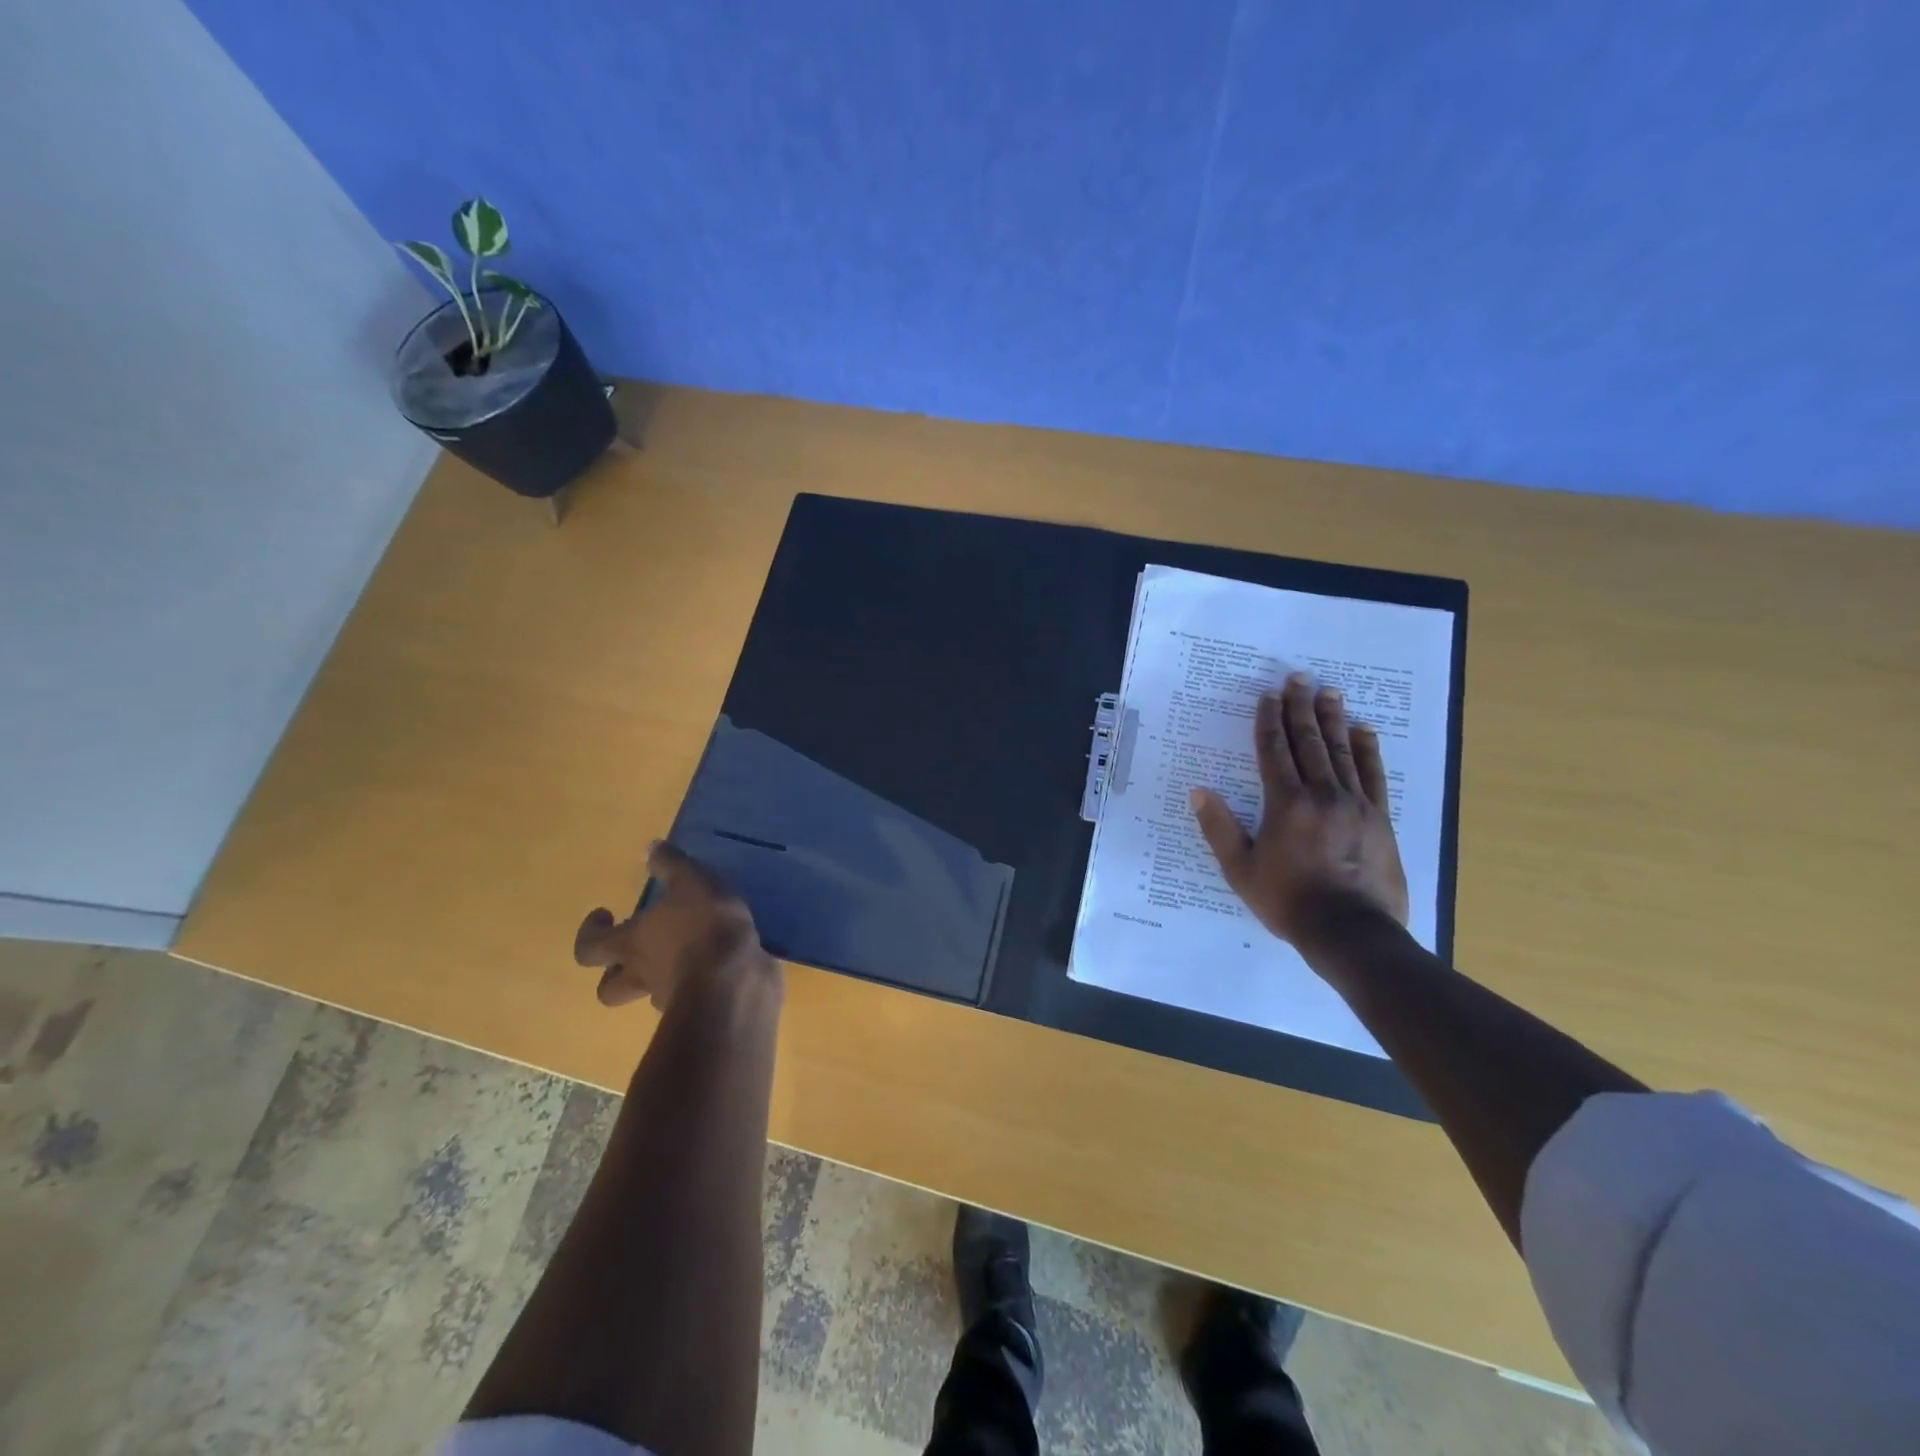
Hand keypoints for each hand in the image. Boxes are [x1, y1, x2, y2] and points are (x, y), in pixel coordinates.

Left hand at [573, 841, 769, 1010]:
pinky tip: (715, 966)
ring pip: (649, 993)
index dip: (589, 933)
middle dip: (613, 972)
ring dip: (657, 978)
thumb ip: (671, 865)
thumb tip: (649, 848)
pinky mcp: (700, 1006)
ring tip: (682, 956)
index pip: (588, 948)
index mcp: (631, 944)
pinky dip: (695, 982)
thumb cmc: (703, 926)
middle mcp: (641, 974)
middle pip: (608, 987)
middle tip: (632, 950)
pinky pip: (689, 995)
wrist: (734, 980)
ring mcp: (669, 996)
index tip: (604, 915)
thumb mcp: (691, 882)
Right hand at [1189, 673, 1409, 945]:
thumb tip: (1199, 792)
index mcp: (1285, 804)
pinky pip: (1373, 775)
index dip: (1269, 720)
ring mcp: (1355, 804)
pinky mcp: (1380, 818)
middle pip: (1310, 742)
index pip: (1274, 751)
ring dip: (1333, 719)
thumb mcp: (1240, 870)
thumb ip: (1220, 828)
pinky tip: (1364, 731)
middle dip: (1301, 708)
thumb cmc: (1288, 901)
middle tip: (1298, 678)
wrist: (1350, 932)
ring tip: (1329, 692)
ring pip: (1342, 751)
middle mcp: (1321, 794)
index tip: (1268, 696)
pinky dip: (1368, 750)